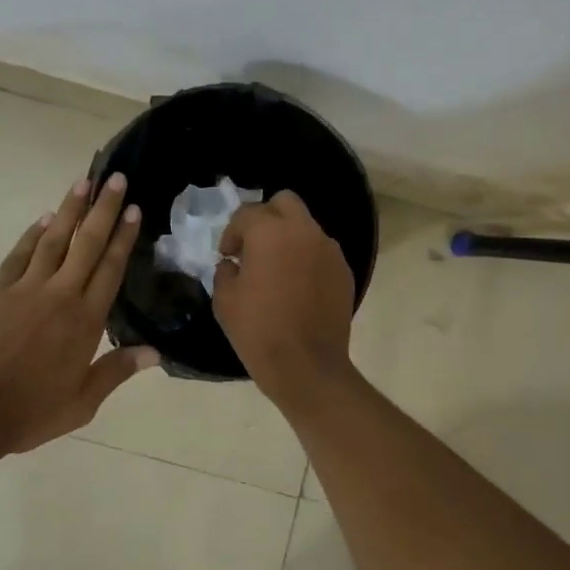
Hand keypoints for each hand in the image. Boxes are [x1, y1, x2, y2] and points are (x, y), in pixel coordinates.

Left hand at [0, 173, 158, 454]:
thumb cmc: (30, 411)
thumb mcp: (82, 402)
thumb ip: (117, 372)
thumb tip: (156, 352)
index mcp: (85, 321)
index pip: (110, 269)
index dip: (123, 237)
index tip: (134, 209)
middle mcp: (60, 295)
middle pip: (86, 244)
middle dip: (103, 209)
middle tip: (114, 178)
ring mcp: (25, 289)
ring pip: (53, 240)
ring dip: (69, 210)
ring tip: (82, 182)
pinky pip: (19, 255)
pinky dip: (32, 234)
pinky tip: (44, 219)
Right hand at [213, 191, 356, 402]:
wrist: (307, 367)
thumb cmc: (258, 331)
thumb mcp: (225, 300)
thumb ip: (226, 271)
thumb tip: (234, 264)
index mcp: (271, 233)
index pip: (247, 214)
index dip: (232, 233)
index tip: (227, 256)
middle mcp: (305, 232)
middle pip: (285, 202)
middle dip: (266, 217)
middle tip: (253, 247)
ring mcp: (329, 251)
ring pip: (306, 226)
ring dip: (288, 238)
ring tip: (276, 270)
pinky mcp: (344, 271)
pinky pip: (321, 251)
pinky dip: (306, 258)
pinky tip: (297, 287)